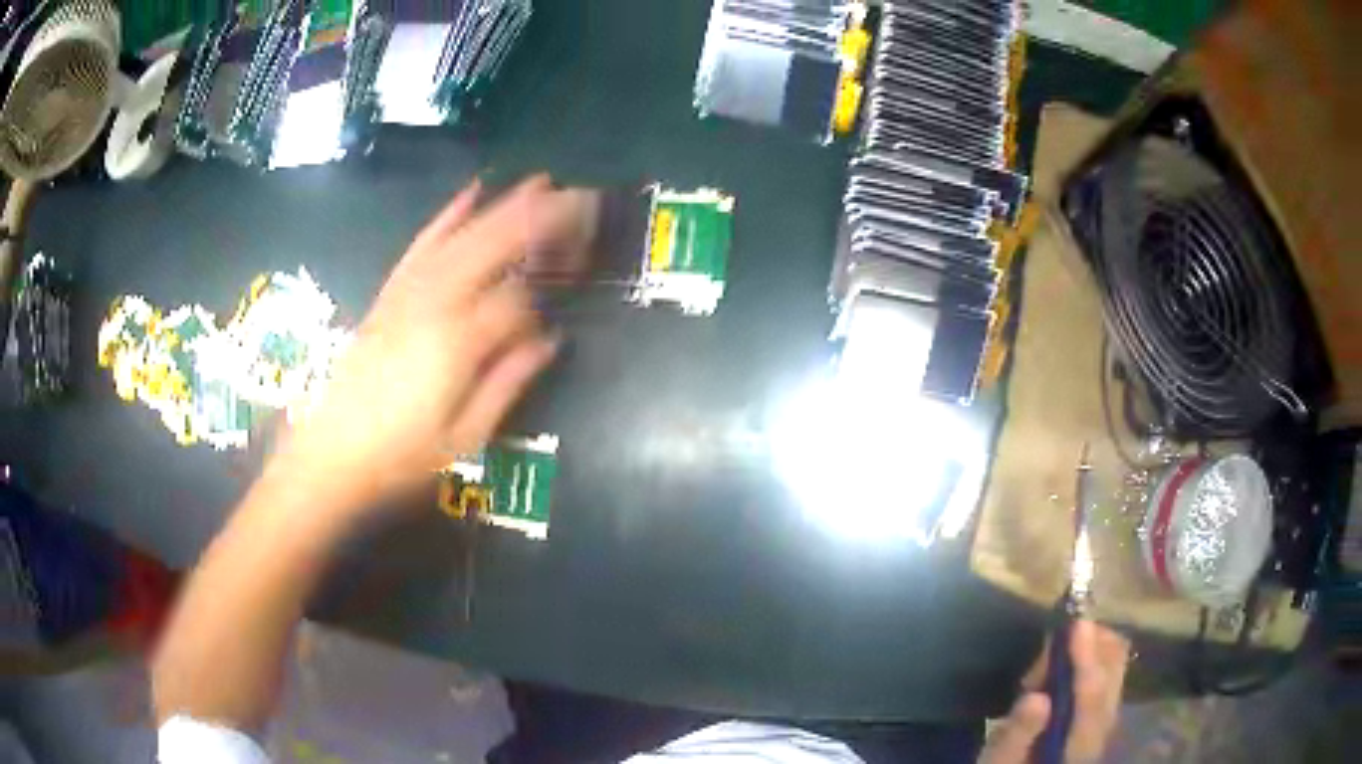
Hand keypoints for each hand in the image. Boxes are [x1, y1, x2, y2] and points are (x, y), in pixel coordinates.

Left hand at [268, 175, 597, 517]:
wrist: (330, 455)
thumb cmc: (400, 458)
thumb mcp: (464, 436)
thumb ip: (508, 383)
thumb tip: (550, 341)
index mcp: (457, 343)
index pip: (516, 300)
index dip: (548, 290)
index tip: (573, 285)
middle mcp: (434, 304)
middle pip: (494, 248)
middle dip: (541, 219)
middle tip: (580, 198)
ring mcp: (408, 294)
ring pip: (463, 238)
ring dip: (504, 206)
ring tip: (541, 182)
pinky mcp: (390, 293)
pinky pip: (422, 244)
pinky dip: (447, 216)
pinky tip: (470, 193)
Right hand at [979, 620, 1130, 763]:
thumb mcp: (1001, 761)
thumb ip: (1018, 734)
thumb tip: (1035, 698)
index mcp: (1080, 744)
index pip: (1092, 695)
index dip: (1086, 658)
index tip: (1078, 623)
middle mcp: (1104, 724)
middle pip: (1114, 669)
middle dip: (1090, 642)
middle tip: (1049, 648)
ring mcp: (1108, 713)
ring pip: (1115, 662)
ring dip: (1090, 646)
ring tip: (1048, 663)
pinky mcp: (1104, 706)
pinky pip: (1109, 666)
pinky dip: (1092, 652)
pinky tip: (1063, 665)